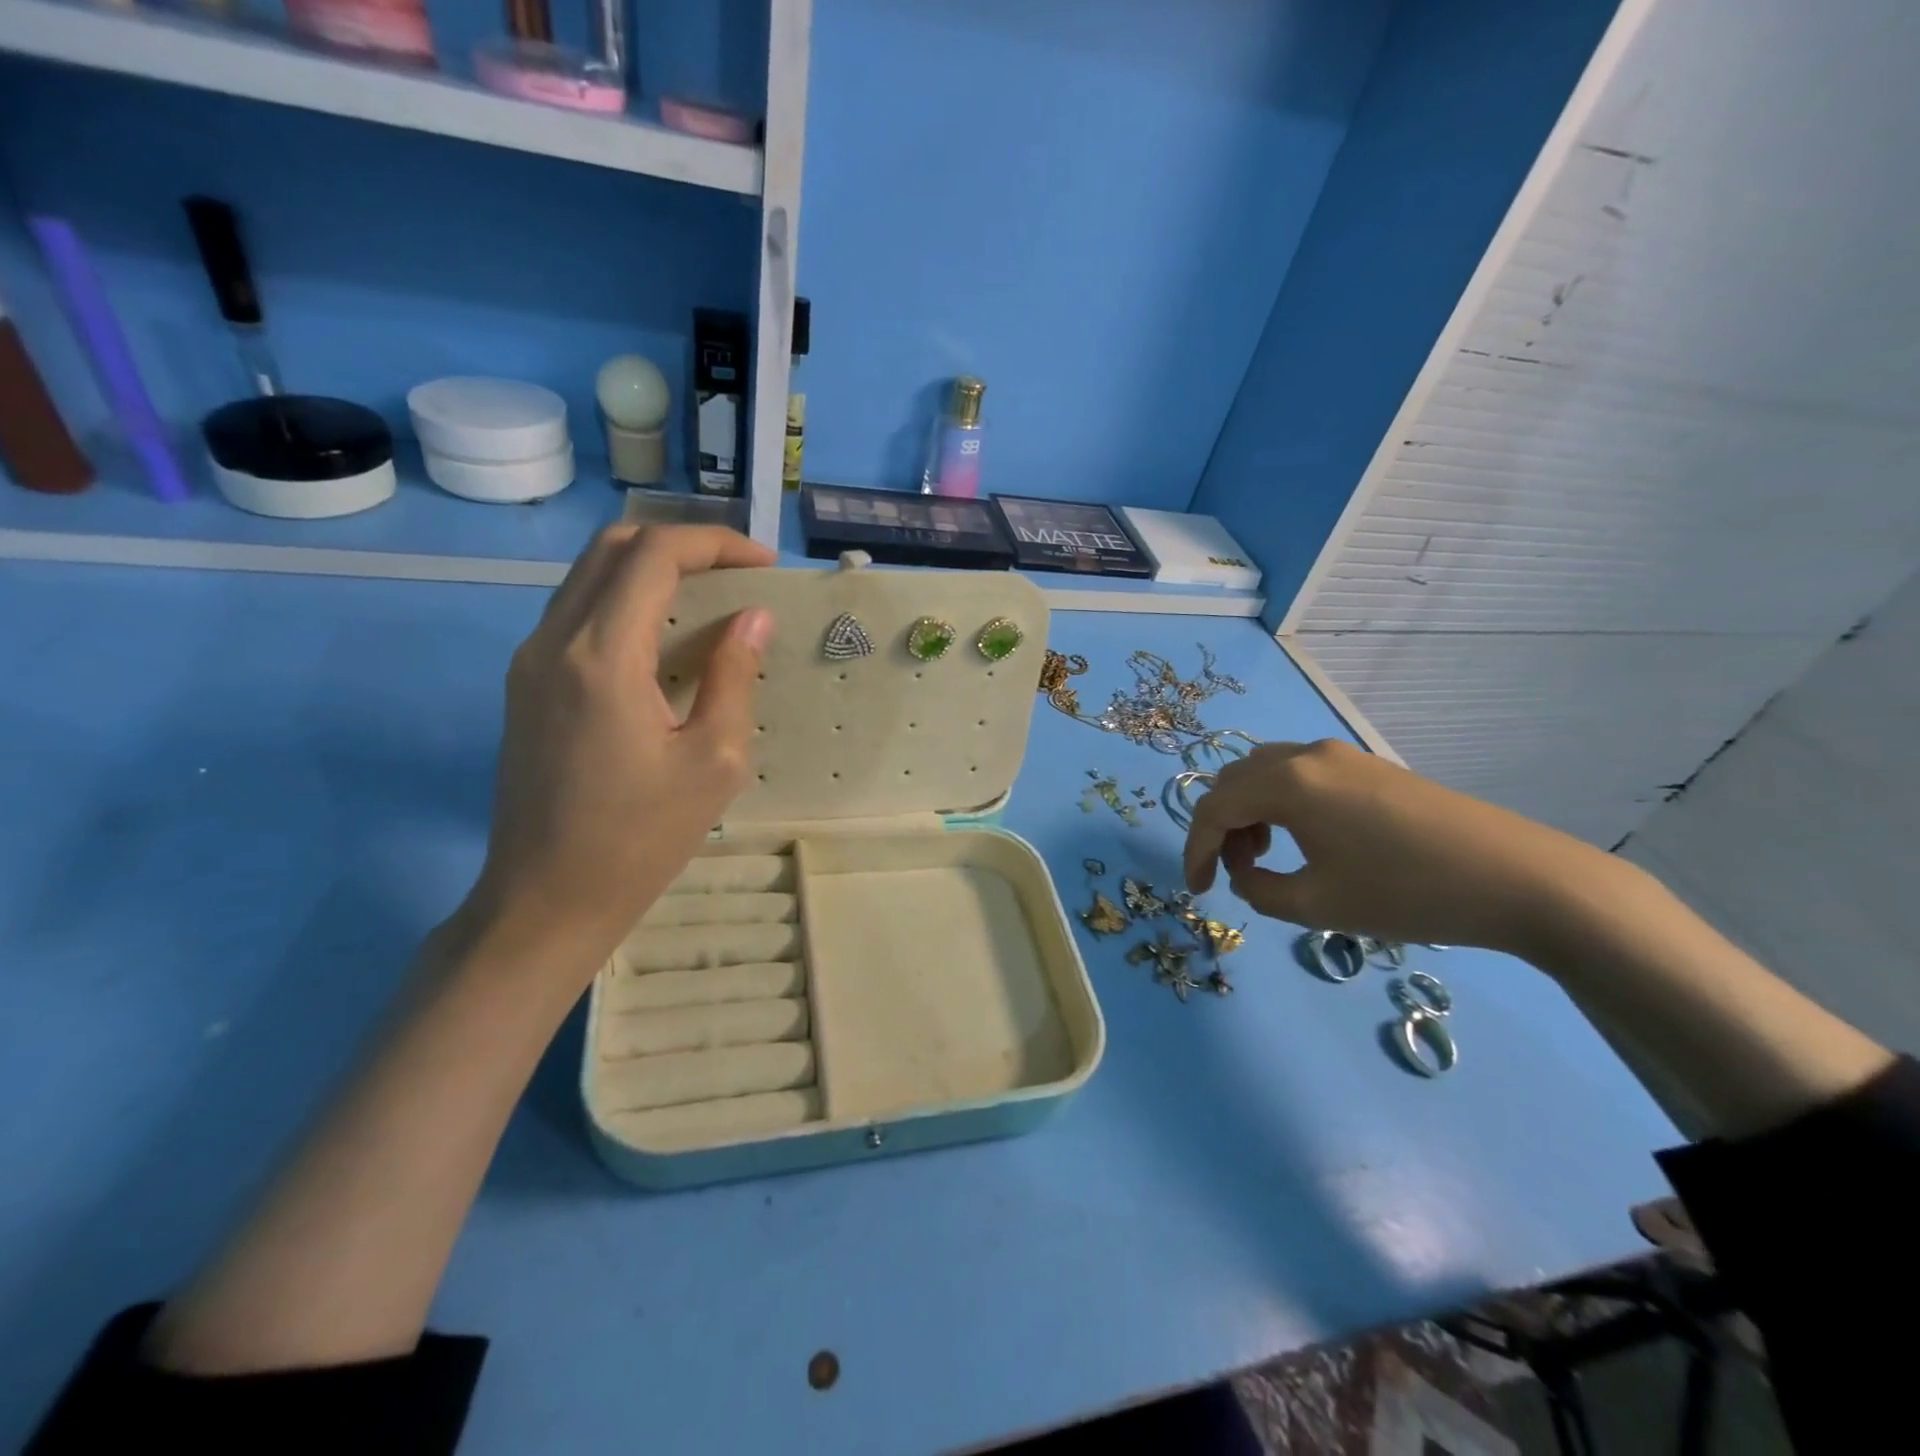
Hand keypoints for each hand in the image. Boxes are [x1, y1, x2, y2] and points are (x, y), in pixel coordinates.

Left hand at [469, 523, 774, 970]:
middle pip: (613, 547)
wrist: (546, 899)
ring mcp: (531, 660)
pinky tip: (665, 636)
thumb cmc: (641, 838)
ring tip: (710, 596)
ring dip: (651, 567)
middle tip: (738, 571)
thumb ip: (733, 677)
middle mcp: (554, 640)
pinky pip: (578, 611)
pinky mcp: (526, 683)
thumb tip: (753, 619)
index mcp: (602, 656)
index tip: (764, 565)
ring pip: (590, 574)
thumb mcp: (714, 762)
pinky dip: (626, 599)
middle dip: (683, 544)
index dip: (714, 544)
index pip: (654, 555)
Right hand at [1182, 739, 1616, 954]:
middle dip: (1220, 827)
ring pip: (1266, 773)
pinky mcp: (1369, 766)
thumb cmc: (1407, 893)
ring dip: (1250, 812)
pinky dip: (1281, 804)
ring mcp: (1342, 756)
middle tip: (1231, 872)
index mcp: (1288, 782)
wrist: (1519, 879)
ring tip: (1264, 857)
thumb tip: (1246, 875)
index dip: (1195, 850)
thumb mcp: (1318, 905)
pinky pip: (1300, 775)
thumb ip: (1259, 890)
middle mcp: (1307, 755)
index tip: (1198, 890)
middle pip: (1234, 780)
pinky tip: (1303, 839)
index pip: (1215, 808)